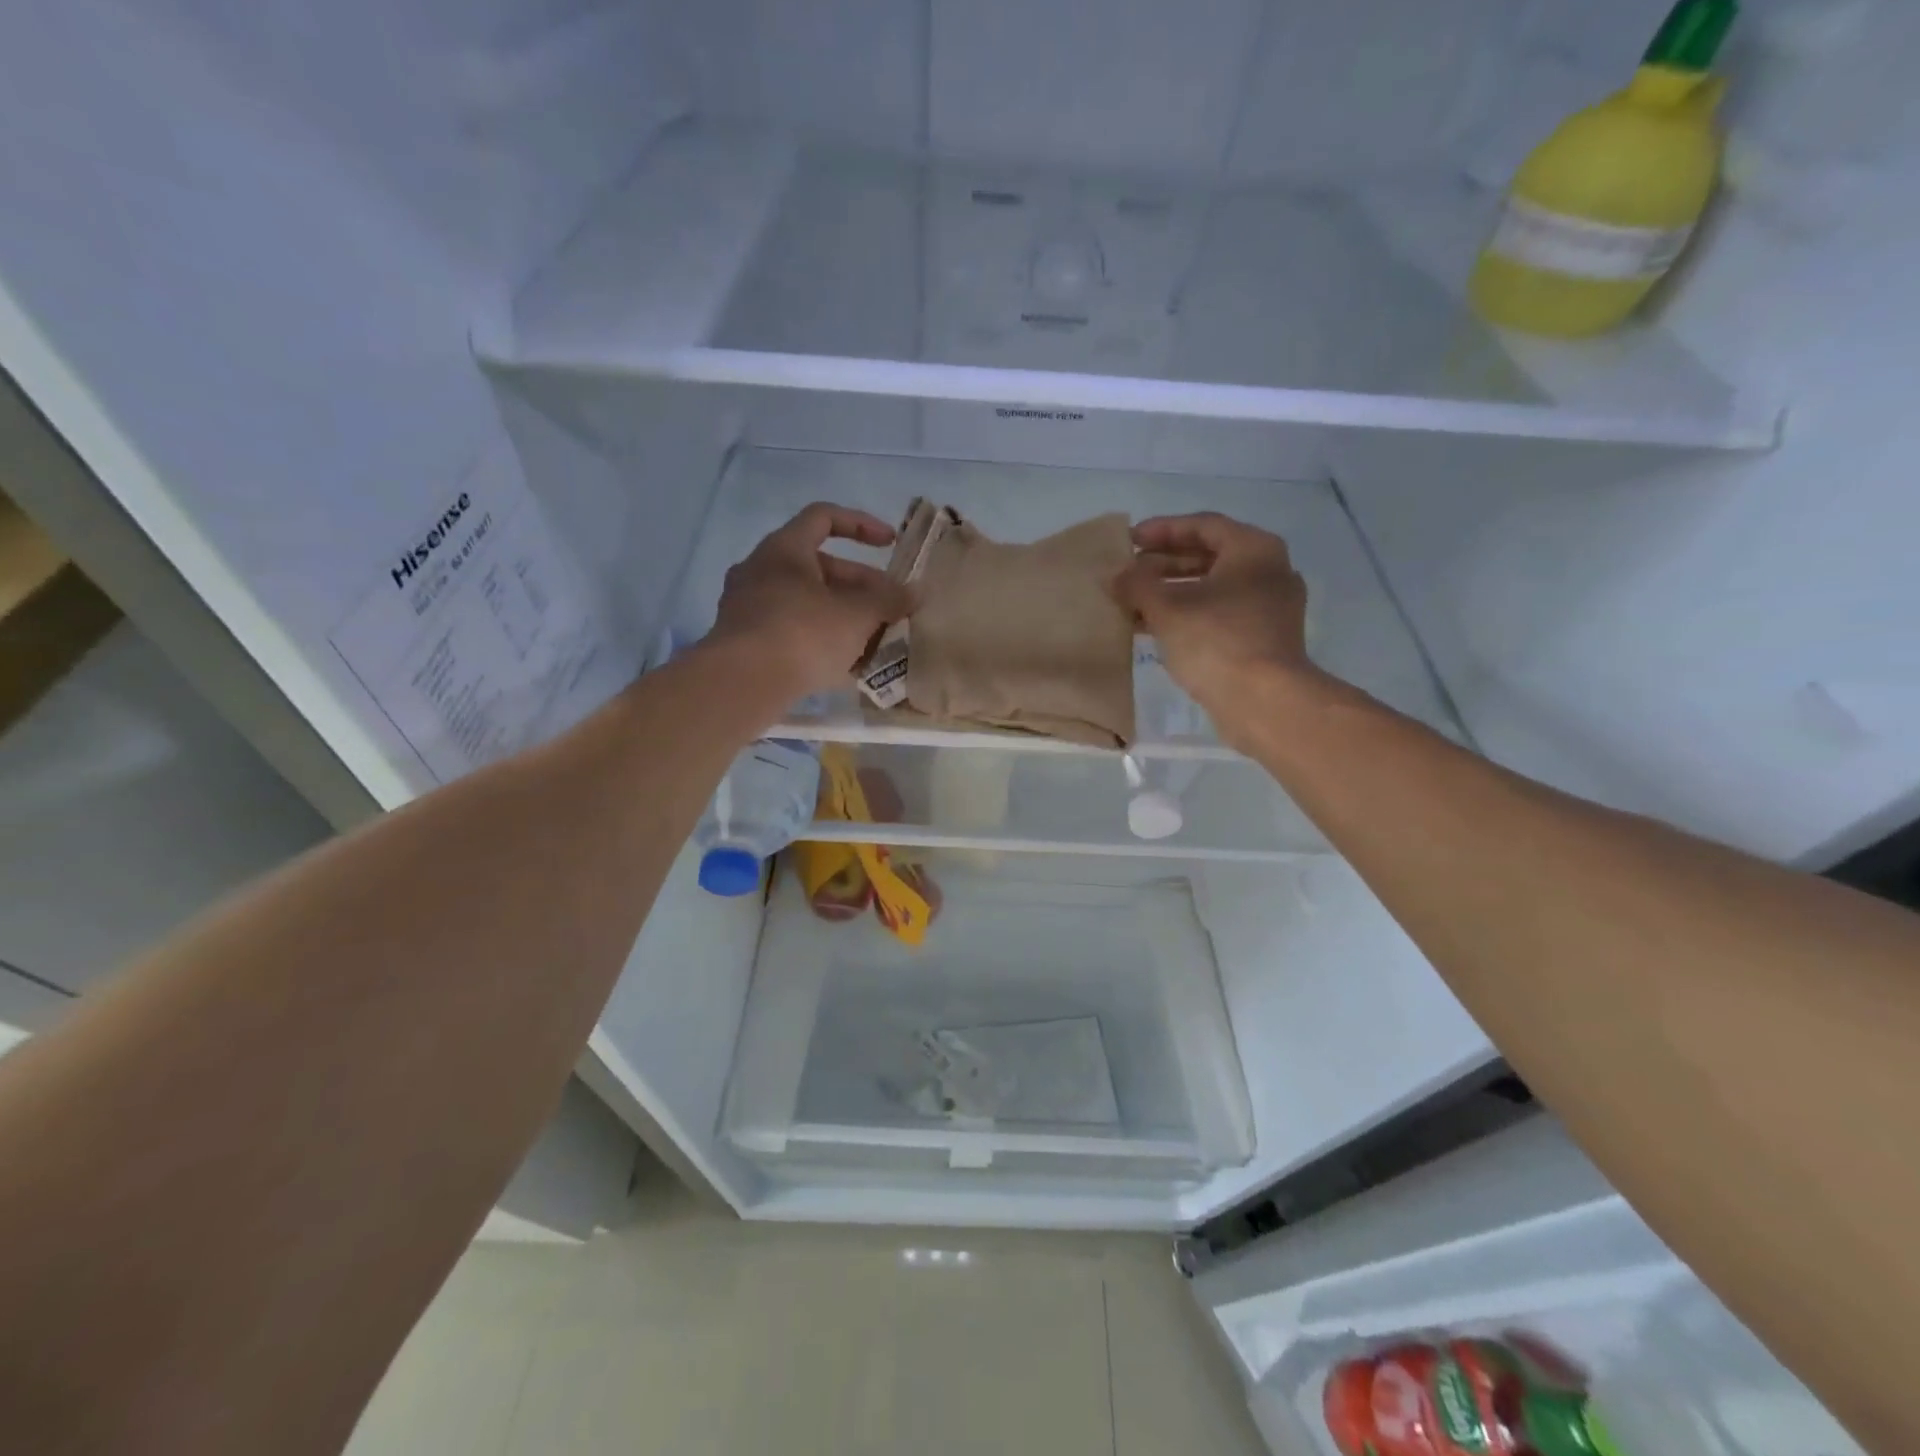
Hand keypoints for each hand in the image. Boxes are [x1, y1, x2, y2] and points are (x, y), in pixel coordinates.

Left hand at [707, 503, 911, 697]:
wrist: (742, 684)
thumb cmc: (803, 633)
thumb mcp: (857, 615)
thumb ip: (889, 600)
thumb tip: (916, 592)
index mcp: (784, 549)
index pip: (824, 518)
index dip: (862, 525)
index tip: (890, 544)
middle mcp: (760, 570)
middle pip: (820, 567)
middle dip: (861, 586)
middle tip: (890, 609)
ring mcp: (748, 607)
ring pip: (807, 602)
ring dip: (843, 616)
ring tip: (874, 640)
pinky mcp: (745, 642)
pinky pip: (791, 630)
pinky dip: (819, 640)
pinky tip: (844, 666)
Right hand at [1115, 513, 1318, 734]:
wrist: (1264, 701)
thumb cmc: (1216, 641)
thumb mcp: (1166, 607)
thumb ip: (1137, 584)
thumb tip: (1117, 575)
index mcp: (1253, 549)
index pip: (1202, 525)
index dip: (1161, 530)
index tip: (1129, 540)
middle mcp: (1269, 570)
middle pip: (1209, 556)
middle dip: (1164, 564)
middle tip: (1129, 573)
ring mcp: (1270, 607)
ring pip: (1213, 588)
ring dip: (1172, 593)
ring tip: (1133, 603)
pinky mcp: (1264, 638)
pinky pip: (1220, 614)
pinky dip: (1188, 615)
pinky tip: (1155, 629)